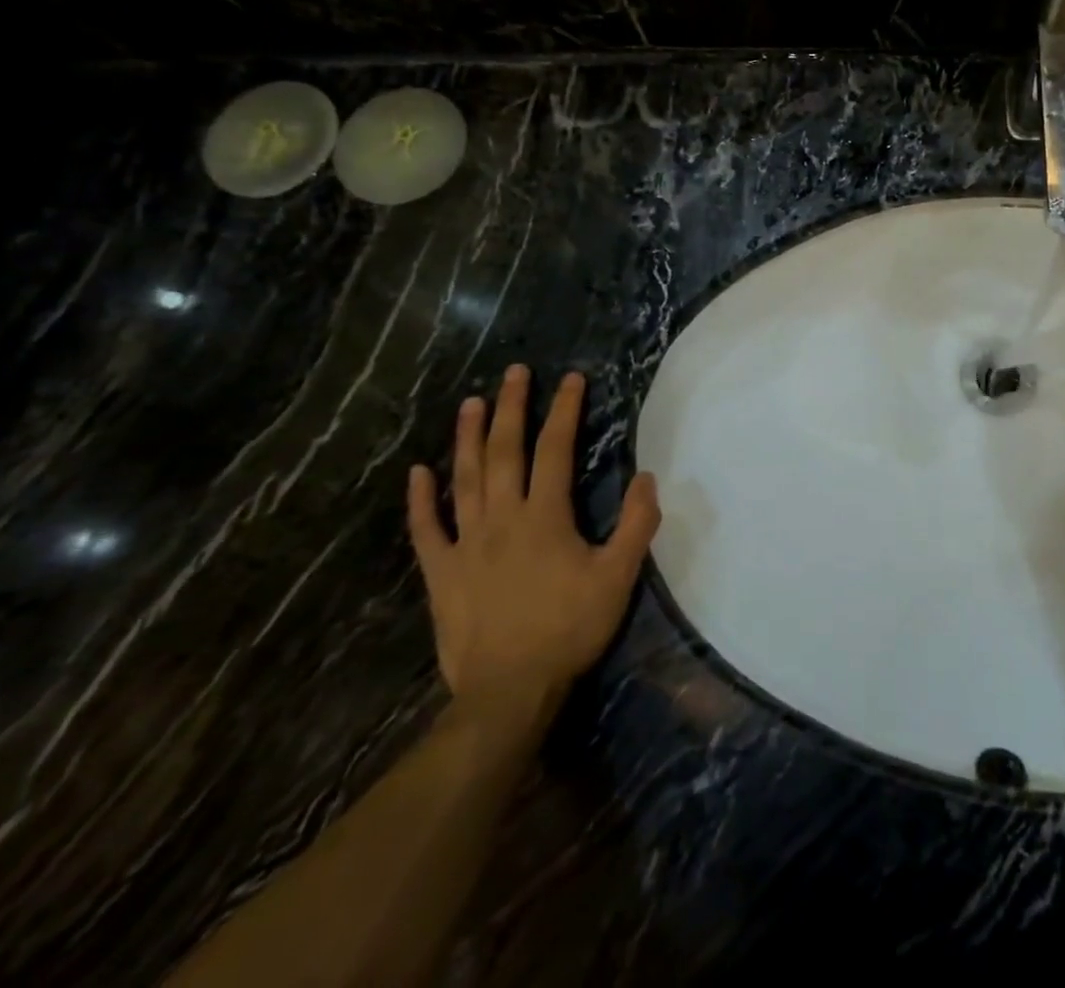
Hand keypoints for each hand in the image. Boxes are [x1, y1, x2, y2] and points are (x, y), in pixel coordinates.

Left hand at [408, 366, 660, 715]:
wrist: (509, 690)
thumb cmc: (569, 628)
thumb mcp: (619, 577)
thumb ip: (637, 524)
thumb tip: (646, 476)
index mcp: (544, 516)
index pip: (555, 449)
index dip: (564, 410)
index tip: (571, 379)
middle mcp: (502, 518)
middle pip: (503, 452)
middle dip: (510, 408)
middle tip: (513, 373)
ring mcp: (466, 544)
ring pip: (463, 480)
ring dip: (466, 438)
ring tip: (470, 403)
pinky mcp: (441, 573)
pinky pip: (427, 530)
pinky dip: (421, 500)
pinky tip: (417, 473)